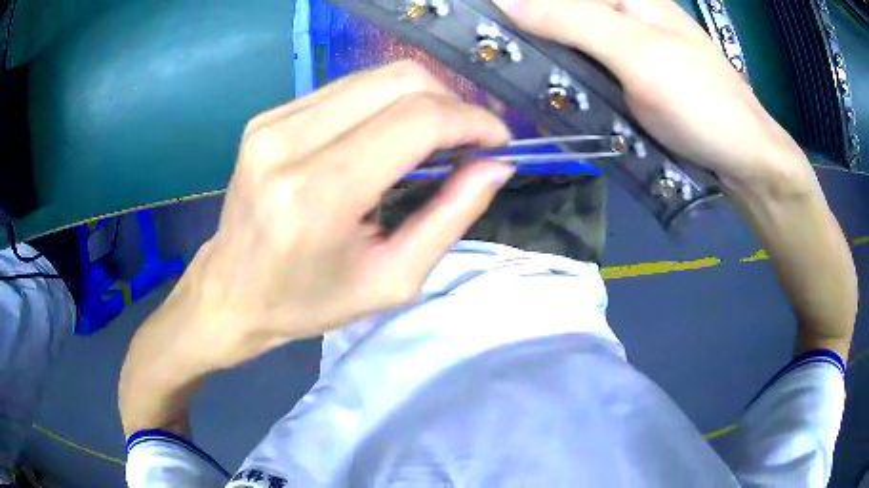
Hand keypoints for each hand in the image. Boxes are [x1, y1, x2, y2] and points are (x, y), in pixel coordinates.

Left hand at [127, 61, 512, 374]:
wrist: (231, 291)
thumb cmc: (307, 301)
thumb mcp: (391, 279)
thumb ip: (451, 217)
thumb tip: (496, 166)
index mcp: (317, 195)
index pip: (416, 120)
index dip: (471, 120)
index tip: (498, 140)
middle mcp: (289, 143)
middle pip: (399, 80)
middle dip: (452, 102)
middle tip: (468, 140)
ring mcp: (272, 122)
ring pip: (375, 76)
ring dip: (421, 99)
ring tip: (434, 140)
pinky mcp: (267, 117)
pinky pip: (346, 88)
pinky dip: (383, 103)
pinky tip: (388, 136)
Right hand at [495, 0, 809, 187]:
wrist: (742, 159)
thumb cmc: (700, 101)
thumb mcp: (636, 54)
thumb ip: (572, 21)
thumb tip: (504, 2)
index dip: (518, 5)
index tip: (479, 23)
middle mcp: (623, 14)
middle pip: (560, 13)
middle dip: (525, 31)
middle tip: (488, 56)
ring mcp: (627, 48)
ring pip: (569, 40)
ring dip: (541, 56)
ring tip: (509, 76)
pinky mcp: (631, 77)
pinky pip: (585, 68)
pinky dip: (564, 78)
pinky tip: (548, 92)